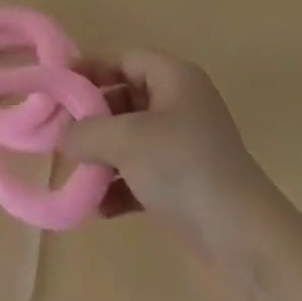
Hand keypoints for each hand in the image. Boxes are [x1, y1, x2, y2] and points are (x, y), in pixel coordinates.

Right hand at [62, 51, 268, 244]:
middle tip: (61, 135)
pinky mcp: (186, 186)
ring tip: (75, 175)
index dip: (91, 69)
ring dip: (103, 157)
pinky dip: (120, 186)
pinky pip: (143, 175)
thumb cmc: (183, 167)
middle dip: (94, 119)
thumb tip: (61, 135)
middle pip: (126, 99)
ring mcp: (185, 147)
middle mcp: (180, 104)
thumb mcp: (127, 140)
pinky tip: (96, 208)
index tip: (58, 87)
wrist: (243, 241)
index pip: (125, 59)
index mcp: (174, 77)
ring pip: (133, 140)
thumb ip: (88, 131)